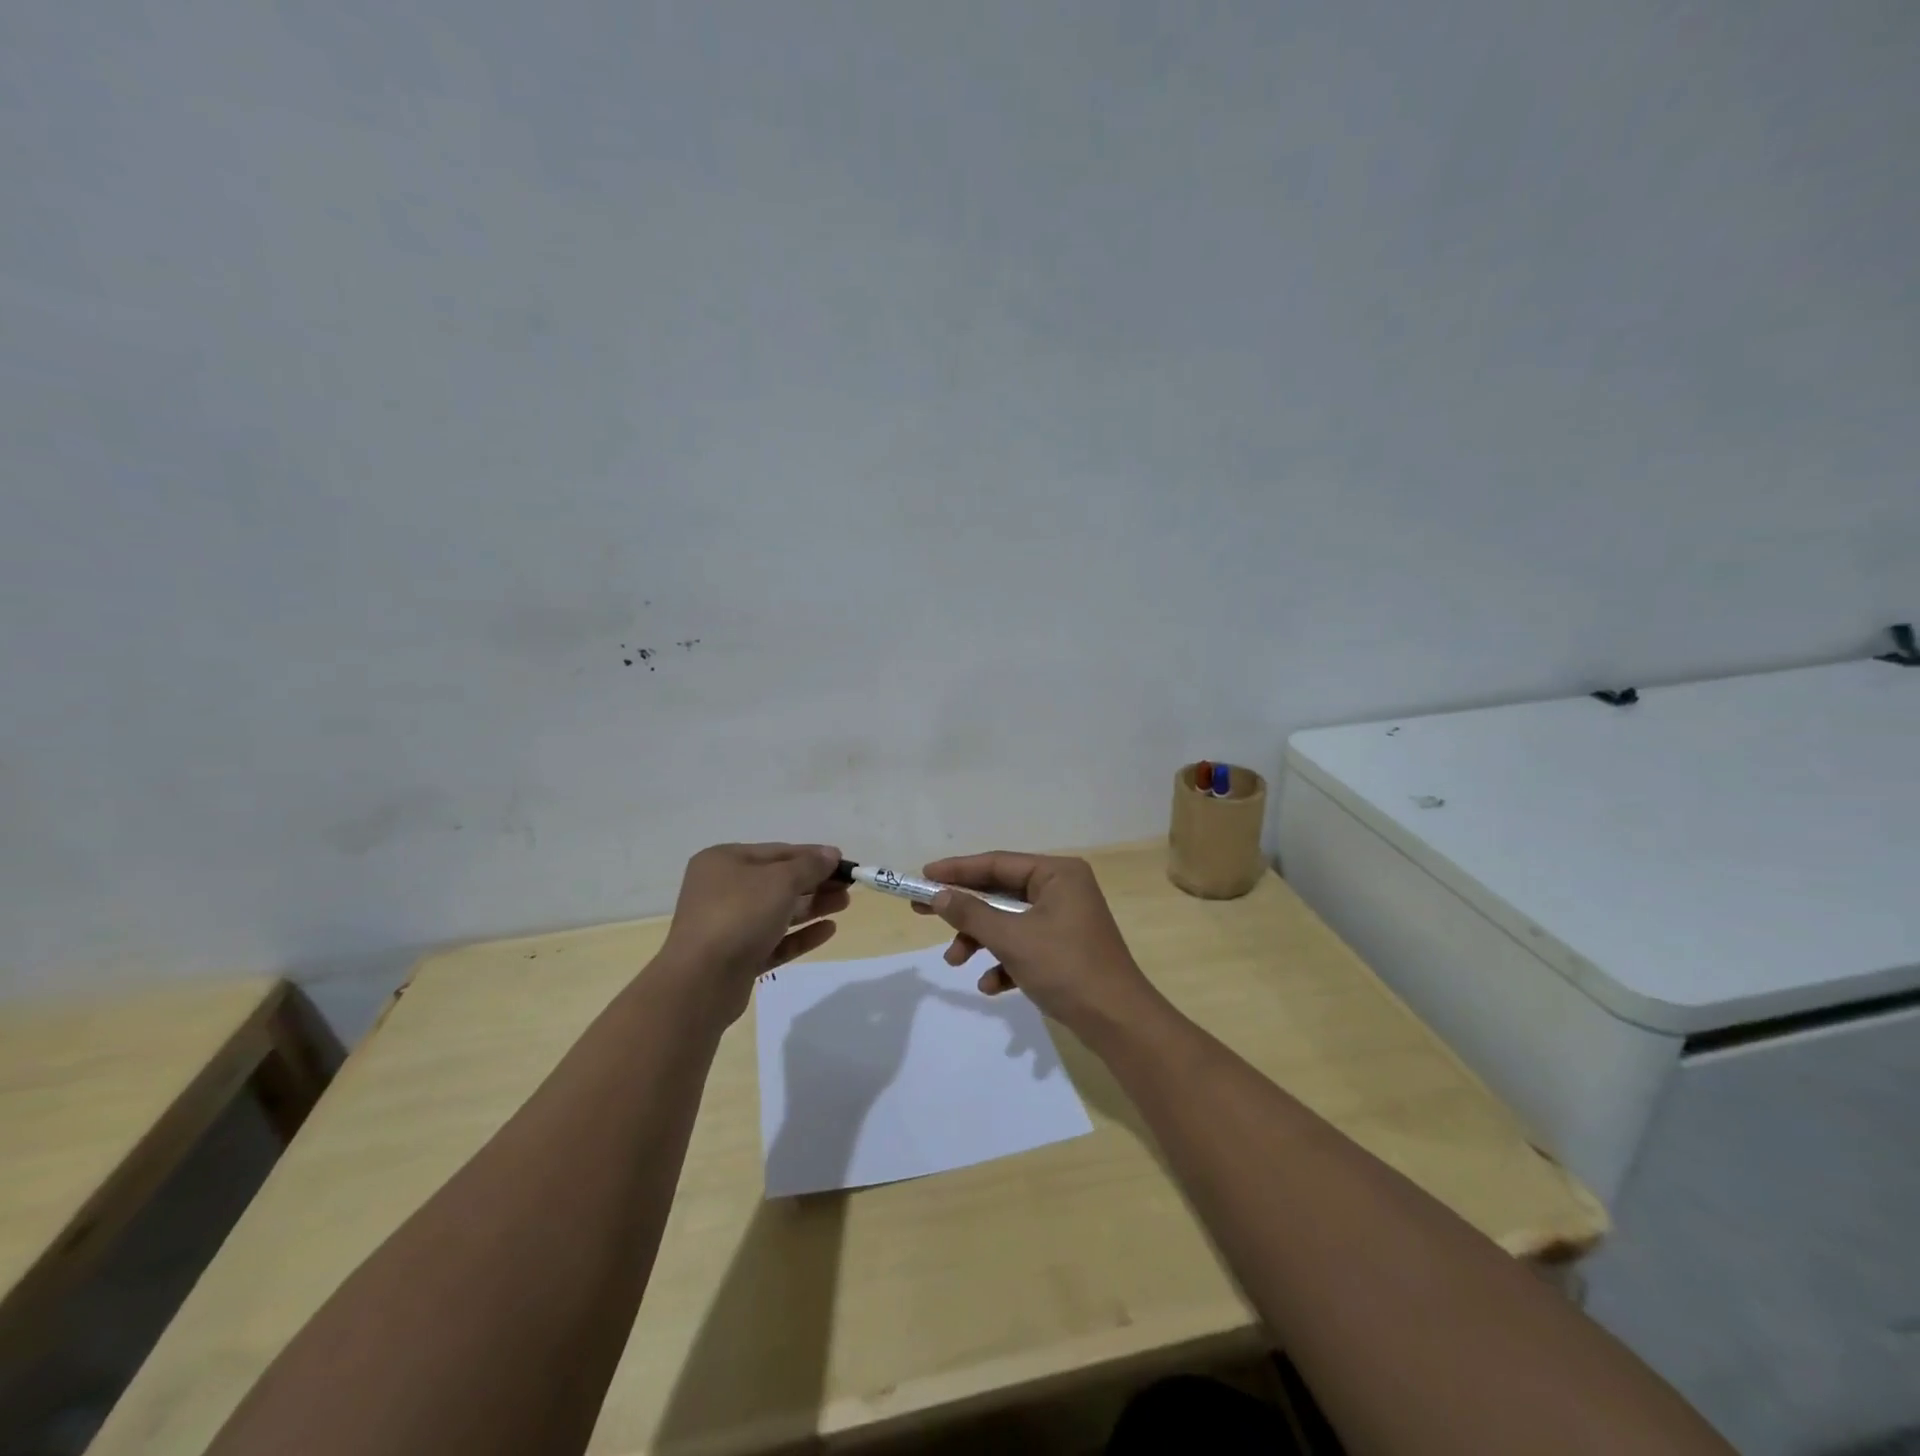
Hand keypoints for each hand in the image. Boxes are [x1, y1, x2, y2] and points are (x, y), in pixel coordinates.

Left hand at [657, 843, 848, 1019]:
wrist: (701, 981)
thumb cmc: (739, 915)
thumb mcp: (780, 881)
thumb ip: (809, 866)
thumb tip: (831, 854)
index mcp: (724, 861)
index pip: (777, 852)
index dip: (812, 855)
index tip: (844, 863)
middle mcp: (722, 889)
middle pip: (778, 882)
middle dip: (815, 883)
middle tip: (848, 887)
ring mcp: (728, 925)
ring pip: (778, 911)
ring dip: (812, 906)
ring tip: (845, 904)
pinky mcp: (737, 958)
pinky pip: (774, 940)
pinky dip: (800, 934)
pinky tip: (829, 930)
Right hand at [914, 851, 1163, 1041]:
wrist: (1117, 1022)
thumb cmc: (1065, 968)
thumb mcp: (1012, 938)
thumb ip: (972, 913)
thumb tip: (939, 896)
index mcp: (1057, 874)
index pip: (998, 863)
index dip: (957, 870)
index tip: (923, 877)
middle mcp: (1062, 890)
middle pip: (1000, 893)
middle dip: (965, 911)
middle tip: (923, 913)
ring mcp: (1065, 921)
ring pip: (1009, 922)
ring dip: (981, 941)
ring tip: (956, 962)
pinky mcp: (1064, 950)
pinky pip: (1024, 946)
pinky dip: (1004, 962)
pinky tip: (992, 986)